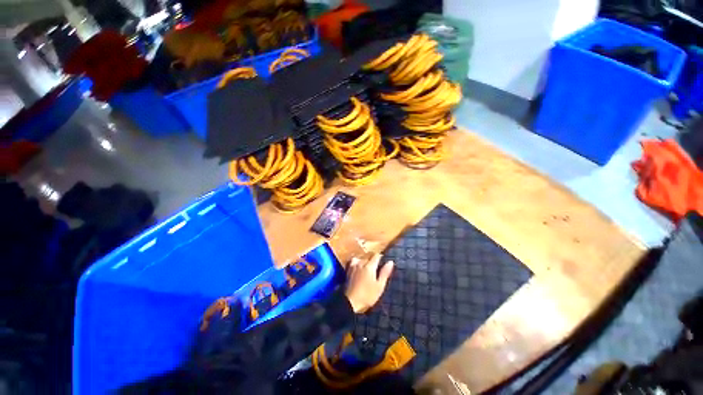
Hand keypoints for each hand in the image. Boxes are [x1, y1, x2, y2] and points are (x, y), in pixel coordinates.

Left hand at [344, 253, 393, 313]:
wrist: (350, 302)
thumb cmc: (367, 295)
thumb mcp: (379, 286)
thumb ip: (385, 273)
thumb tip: (390, 262)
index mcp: (370, 266)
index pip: (376, 256)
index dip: (380, 257)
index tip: (383, 260)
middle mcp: (361, 263)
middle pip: (368, 257)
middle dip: (373, 260)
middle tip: (376, 267)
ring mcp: (353, 266)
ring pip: (361, 258)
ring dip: (364, 261)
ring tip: (367, 267)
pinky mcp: (348, 270)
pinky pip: (353, 261)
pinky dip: (357, 262)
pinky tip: (358, 268)